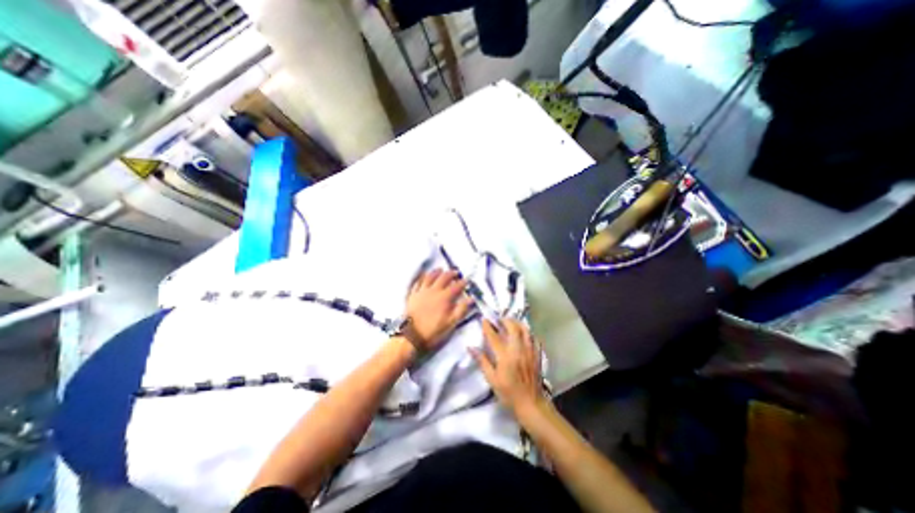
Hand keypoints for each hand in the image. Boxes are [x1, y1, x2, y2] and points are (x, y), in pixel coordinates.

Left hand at [408, 270, 479, 349]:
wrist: (411, 335)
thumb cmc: (433, 330)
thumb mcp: (451, 323)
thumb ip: (461, 309)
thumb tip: (471, 299)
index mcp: (444, 297)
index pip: (456, 286)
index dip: (462, 283)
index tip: (467, 280)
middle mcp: (434, 290)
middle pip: (443, 278)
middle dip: (451, 274)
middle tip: (456, 272)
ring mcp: (422, 291)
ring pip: (430, 277)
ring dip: (436, 272)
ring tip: (440, 269)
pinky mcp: (413, 295)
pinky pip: (418, 283)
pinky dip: (422, 278)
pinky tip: (424, 277)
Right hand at [467, 318, 544, 417]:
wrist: (531, 404)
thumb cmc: (509, 393)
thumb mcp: (492, 379)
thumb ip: (482, 361)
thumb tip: (471, 347)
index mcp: (505, 357)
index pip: (494, 336)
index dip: (488, 326)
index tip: (484, 319)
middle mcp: (518, 350)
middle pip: (513, 327)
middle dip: (505, 320)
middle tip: (499, 319)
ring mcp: (530, 351)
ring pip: (525, 330)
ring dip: (517, 323)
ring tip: (511, 323)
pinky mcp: (537, 354)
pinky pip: (534, 337)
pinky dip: (528, 332)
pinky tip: (524, 334)